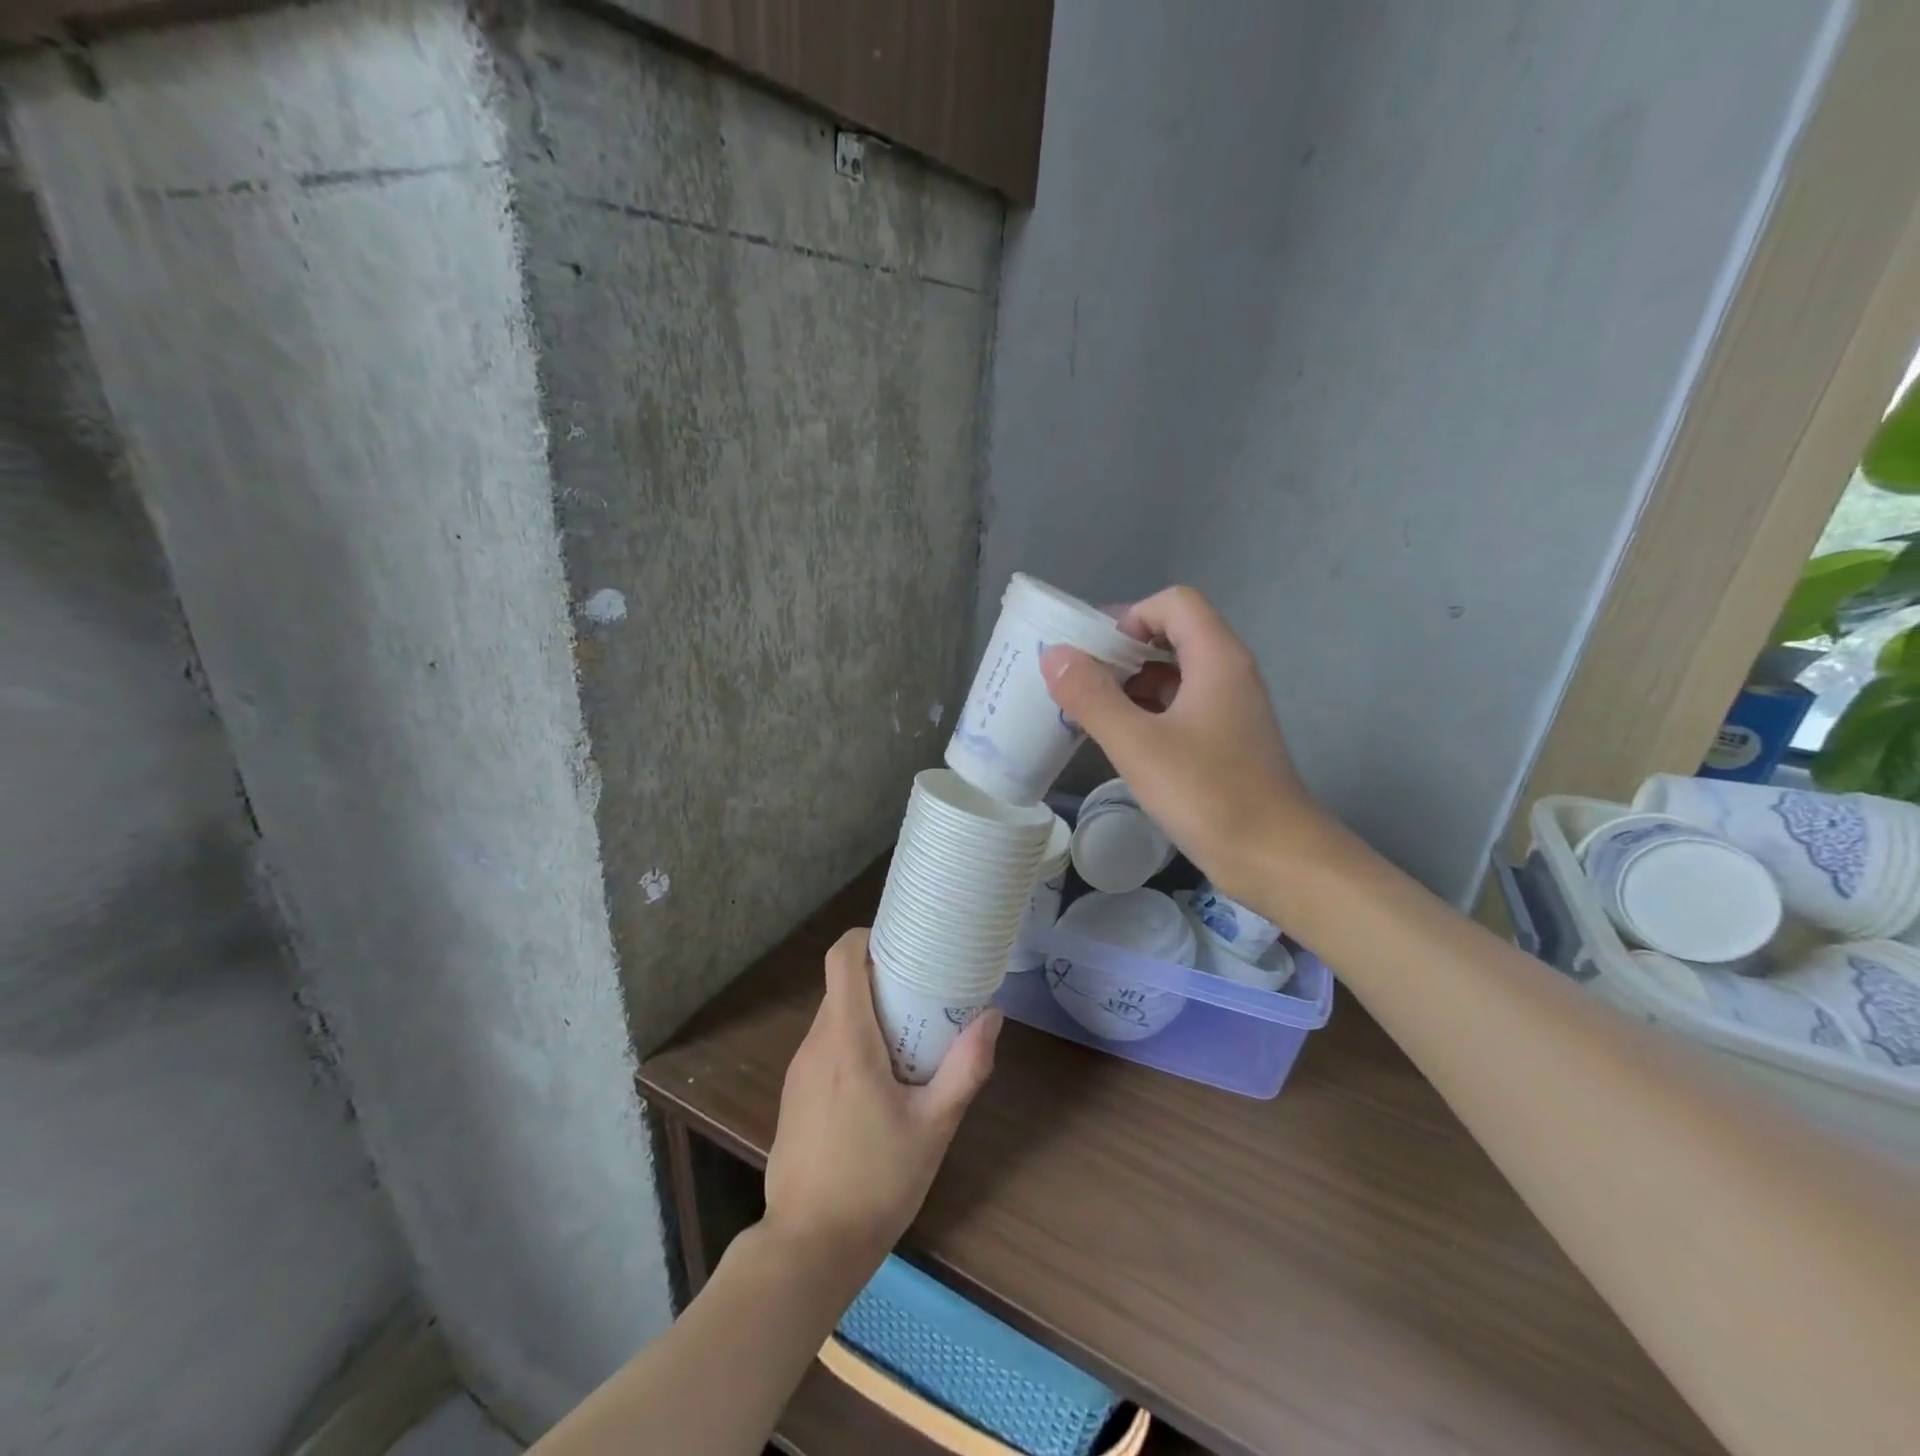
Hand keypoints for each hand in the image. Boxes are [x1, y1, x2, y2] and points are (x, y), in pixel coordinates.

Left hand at [762, 928, 1001, 1268]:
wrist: (808, 1247)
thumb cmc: (876, 1182)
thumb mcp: (934, 1127)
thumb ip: (965, 1069)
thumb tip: (992, 1017)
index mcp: (847, 1040)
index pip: (842, 958)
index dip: (867, 937)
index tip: (904, 941)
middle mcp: (816, 1043)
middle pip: (842, 984)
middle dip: (880, 976)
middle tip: (924, 989)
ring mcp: (799, 1069)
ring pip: (834, 1016)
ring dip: (868, 1011)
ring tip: (910, 1032)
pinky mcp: (794, 1094)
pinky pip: (825, 1046)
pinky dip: (853, 1040)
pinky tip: (881, 1077)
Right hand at [1043, 585, 1316, 904]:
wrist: (1274, 858)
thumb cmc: (1208, 794)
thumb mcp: (1138, 744)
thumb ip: (1092, 697)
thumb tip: (1054, 656)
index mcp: (1216, 658)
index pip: (1173, 603)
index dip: (1130, 616)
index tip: (1093, 653)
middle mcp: (1229, 672)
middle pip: (1172, 634)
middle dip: (1122, 651)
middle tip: (1079, 680)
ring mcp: (1230, 708)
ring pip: (1175, 673)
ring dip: (1132, 683)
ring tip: (1088, 709)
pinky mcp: (1226, 740)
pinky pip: (1181, 706)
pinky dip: (1147, 710)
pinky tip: (1118, 737)